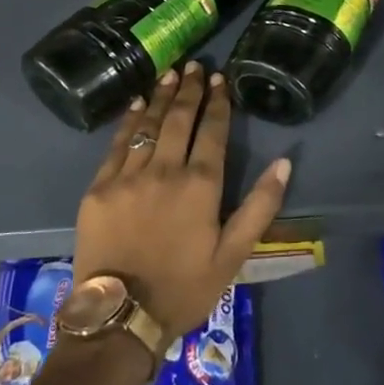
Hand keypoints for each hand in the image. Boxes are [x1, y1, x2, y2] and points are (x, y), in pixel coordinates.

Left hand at [72, 62, 290, 339]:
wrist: (119, 318)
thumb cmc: (184, 287)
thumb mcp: (234, 254)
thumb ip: (260, 206)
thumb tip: (284, 162)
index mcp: (200, 185)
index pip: (212, 131)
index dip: (218, 102)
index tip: (220, 79)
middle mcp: (165, 170)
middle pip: (179, 119)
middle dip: (189, 89)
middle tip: (195, 66)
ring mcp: (128, 176)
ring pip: (148, 125)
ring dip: (161, 97)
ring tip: (170, 74)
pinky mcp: (99, 189)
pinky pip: (116, 144)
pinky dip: (128, 121)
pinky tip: (136, 104)